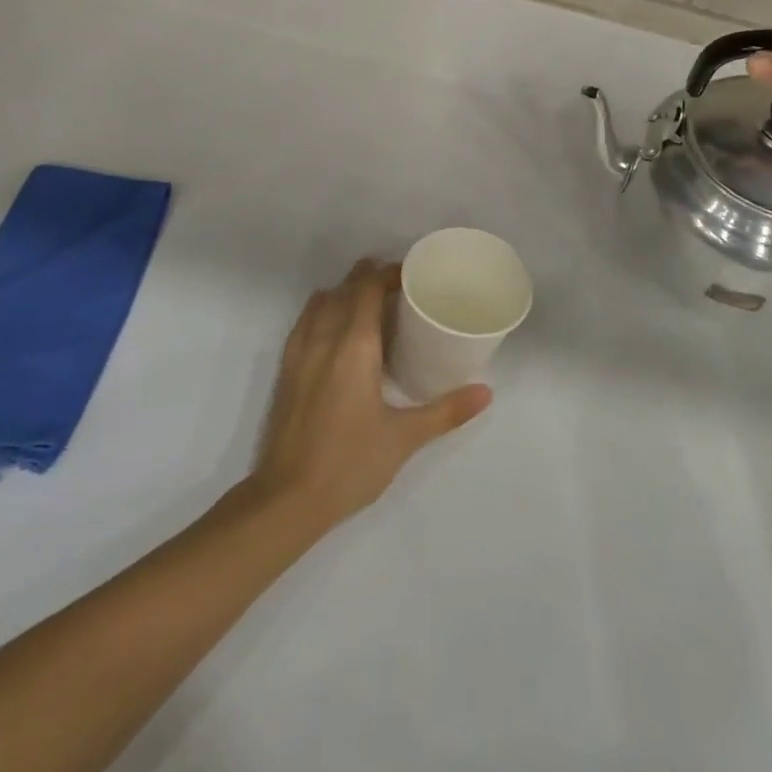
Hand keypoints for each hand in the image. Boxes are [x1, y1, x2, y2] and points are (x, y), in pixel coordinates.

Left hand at [247, 259, 490, 536]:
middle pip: (344, 289)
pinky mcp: (285, 370)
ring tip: (369, 305)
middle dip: (368, 279)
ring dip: (343, 293)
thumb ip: (446, 411)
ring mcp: (299, 352)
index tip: (411, 274)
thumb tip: (486, 392)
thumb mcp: (404, 438)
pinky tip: (337, 333)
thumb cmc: (350, 463)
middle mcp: (324, 338)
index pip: (367, 288)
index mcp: (354, 345)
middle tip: (398, 288)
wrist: (288, 499)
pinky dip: (323, 311)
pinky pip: (305, 322)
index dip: (387, 273)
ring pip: (321, 302)